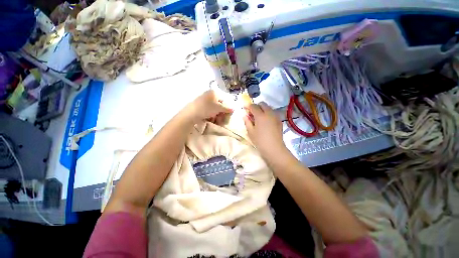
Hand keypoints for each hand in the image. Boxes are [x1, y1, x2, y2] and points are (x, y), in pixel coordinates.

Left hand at [186, 90, 232, 122]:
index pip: (224, 101)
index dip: (227, 109)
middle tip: (221, 121)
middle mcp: (209, 95)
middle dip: (221, 114)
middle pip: (219, 106)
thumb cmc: (206, 108)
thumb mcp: (218, 108)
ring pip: (214, 110)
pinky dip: (211, 116)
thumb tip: (233, 109)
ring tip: (215, 121)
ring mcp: (204, 101)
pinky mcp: (200, 106)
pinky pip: (209, 111)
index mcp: (214, 93)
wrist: (191, 113)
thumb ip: (227, 108)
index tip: (227, 116)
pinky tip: (211, 120)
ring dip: (217, 116)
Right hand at [243, 102, 286, 158]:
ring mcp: (275, 116)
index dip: (248, 106)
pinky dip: (268, 113)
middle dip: (256, 106)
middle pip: (262, 104)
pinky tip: (266, 121)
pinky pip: (273, 113)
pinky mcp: (279, 120)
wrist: (274, 148)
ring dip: (263, 109)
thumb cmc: (260, 141)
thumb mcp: (250, 132)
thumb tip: (245, 116)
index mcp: (260, 116)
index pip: (253, 106)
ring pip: (268, 107)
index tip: (245, 109)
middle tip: (252, 113)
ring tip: (259, 117)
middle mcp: (269, 113)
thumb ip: (247, 122)